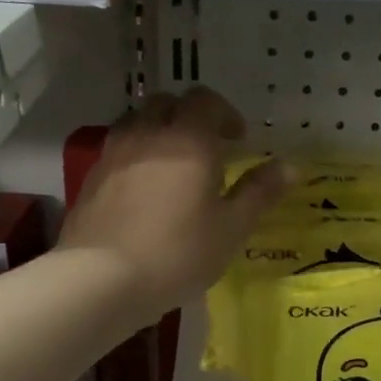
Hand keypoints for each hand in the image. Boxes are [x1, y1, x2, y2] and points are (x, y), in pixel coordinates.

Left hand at [58, 88, 290, 321]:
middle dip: (189, 116)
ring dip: (157, 131)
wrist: (101, 279)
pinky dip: (135, 156)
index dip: (225, 114)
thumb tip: (289, 166)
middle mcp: (148, 135)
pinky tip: (142, 190)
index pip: (206, 101)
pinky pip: (117, 150)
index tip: (238, 140)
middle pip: (166, 103)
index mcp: (188, 140)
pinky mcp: (90, 178)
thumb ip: (259, 192)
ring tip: (171, 165)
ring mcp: (113, 154)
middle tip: (206, 147)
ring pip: (136, 122)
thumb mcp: (231, 228)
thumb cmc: (178, 253)